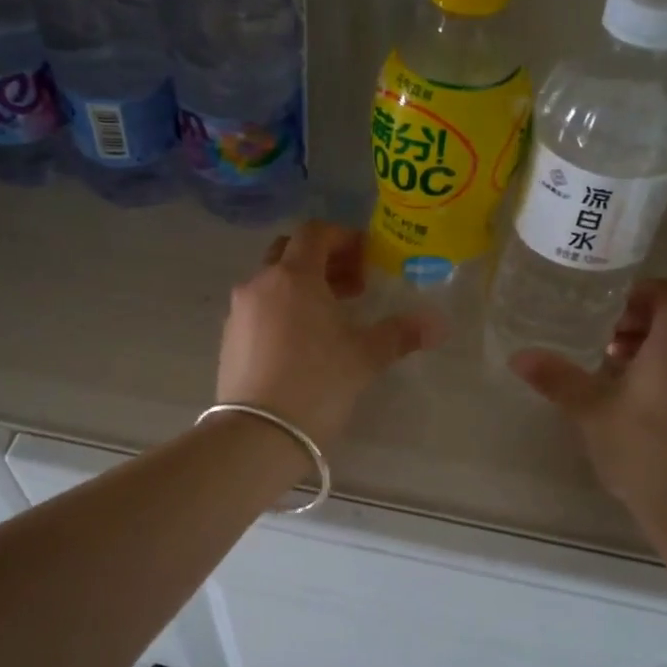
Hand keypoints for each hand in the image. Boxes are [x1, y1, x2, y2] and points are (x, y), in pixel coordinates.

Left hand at [216, 222, 446, 447]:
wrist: (258, 434)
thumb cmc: (317, 383)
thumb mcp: (365, 357)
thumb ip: (400, 334)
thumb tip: (437, 324)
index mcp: (294, 276)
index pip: (315, 233)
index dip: (344, 238)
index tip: (367, 259)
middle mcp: (260, 284)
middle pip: (290, 251)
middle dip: (323, 260)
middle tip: (353, 286)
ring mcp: (239, 311)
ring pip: (272, 281)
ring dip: (302, 287)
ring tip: (331, 317)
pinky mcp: (229, 339)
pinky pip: (259, 309)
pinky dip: (282, 309)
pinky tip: (302, 342)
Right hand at [510, 279, 666, 520]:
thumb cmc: (643, 449)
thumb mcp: (591, 410)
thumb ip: (557, 378)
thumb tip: (518, 356)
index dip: (639, 292)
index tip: (605, 308)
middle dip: (636, 322)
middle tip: (599, 340)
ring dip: (648, 350)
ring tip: (610, 371)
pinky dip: (663, 373)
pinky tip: (633, 404)